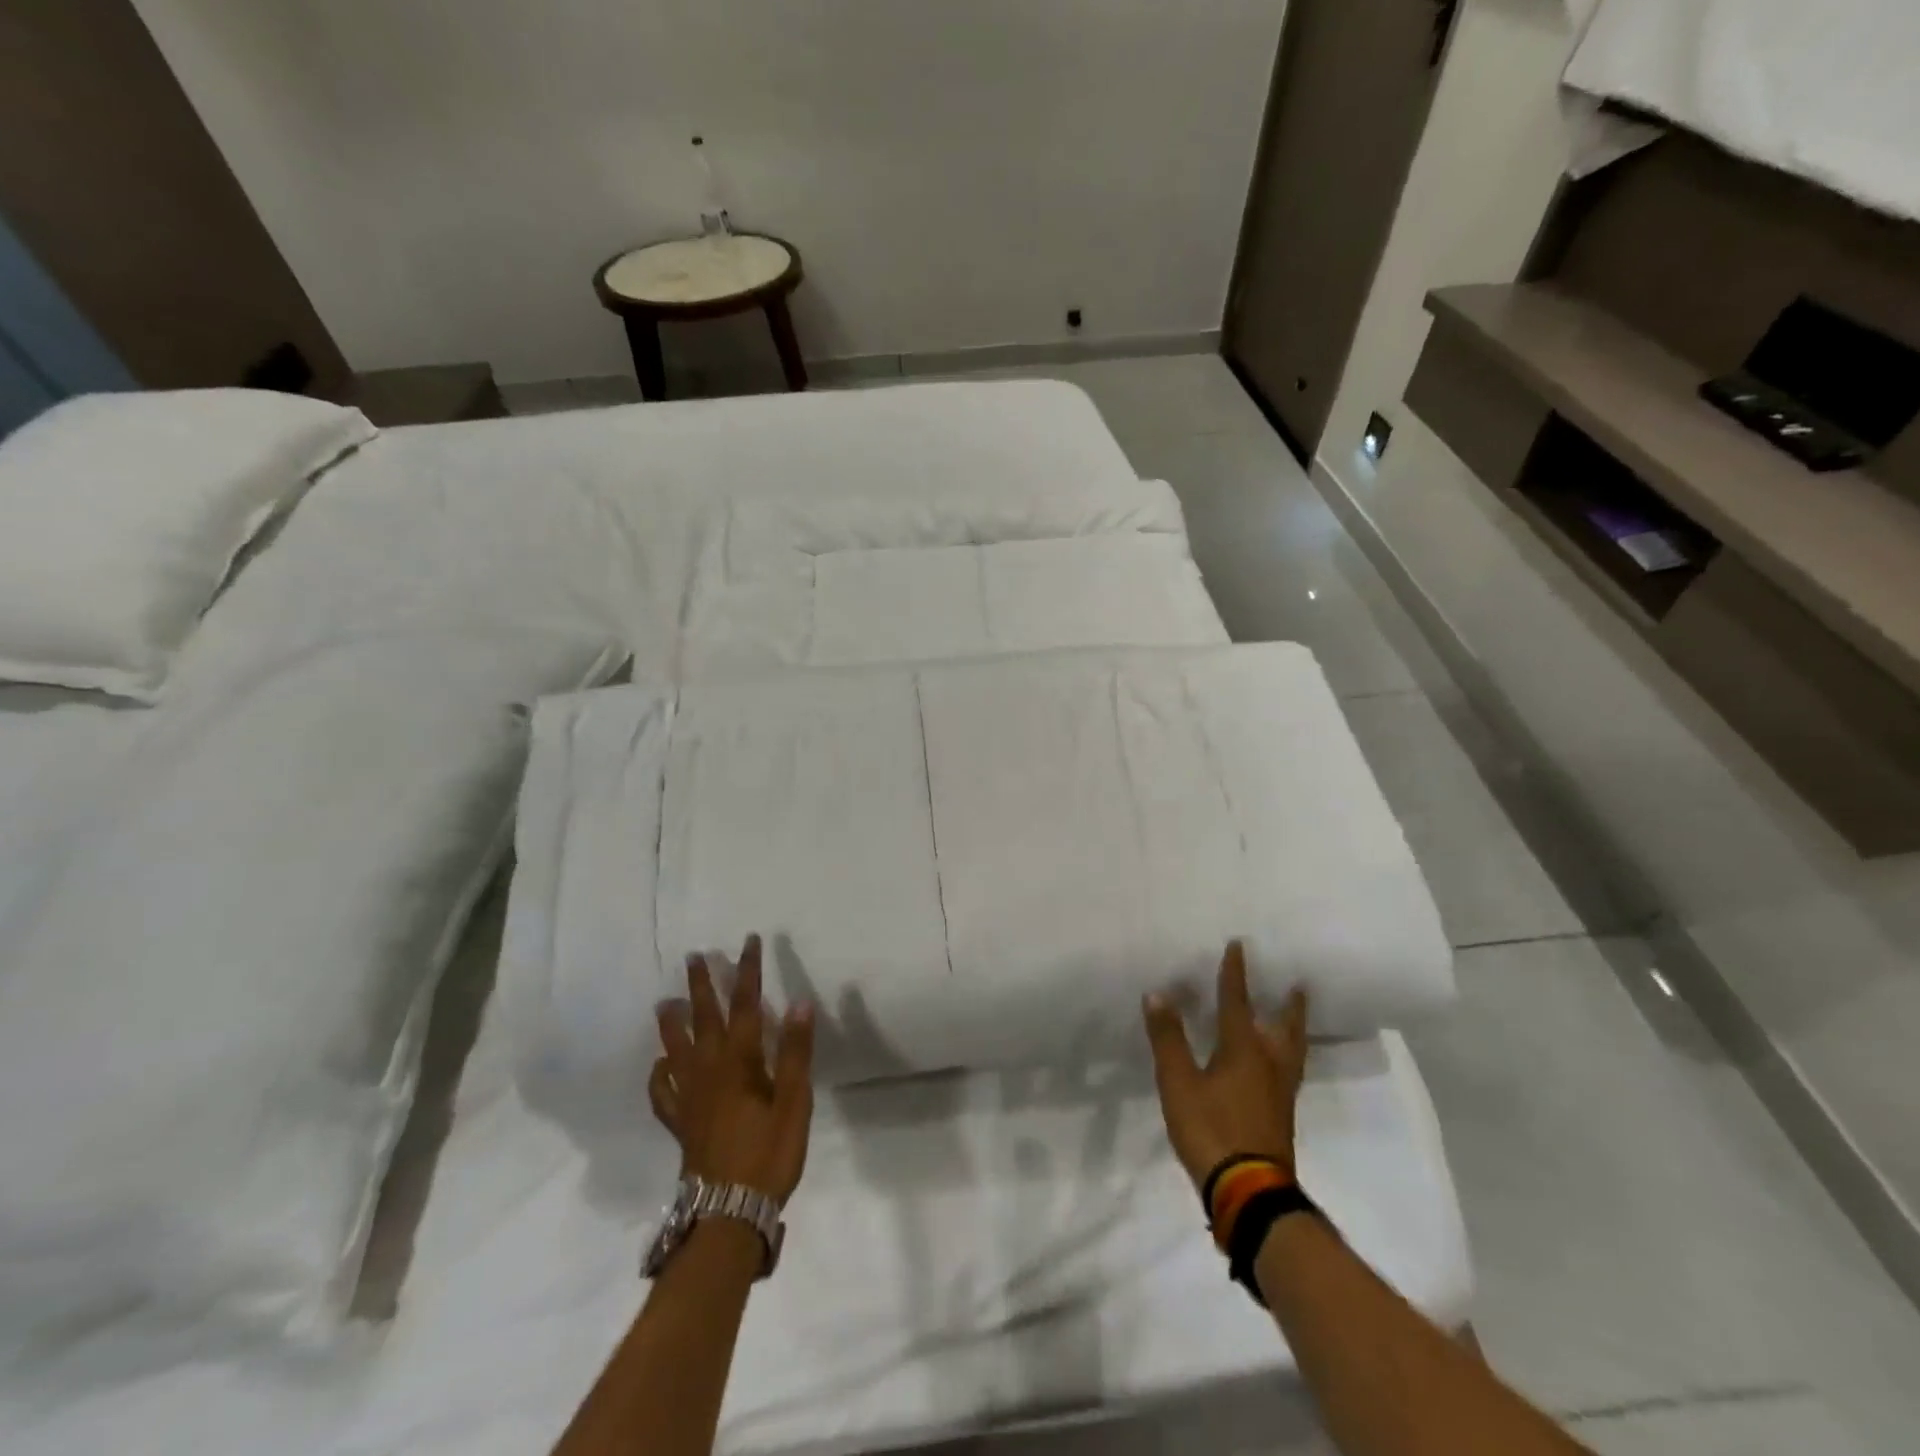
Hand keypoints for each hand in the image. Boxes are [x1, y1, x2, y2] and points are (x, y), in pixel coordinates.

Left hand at [649, 935, 815, 1205]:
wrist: (728, 1213)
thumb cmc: (768, 1154)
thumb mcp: (794, 1102)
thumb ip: (794, 1051)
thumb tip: (798, 1001)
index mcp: (739, 1061)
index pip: (745, 1005)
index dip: (747, 971)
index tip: (749, 942)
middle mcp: (708, 1071)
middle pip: (703, 1019)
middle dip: (701, 986)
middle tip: (693, 958)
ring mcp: (689, 1098)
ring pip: (675, 1050)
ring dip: (672, 1023)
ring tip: (664, 1002)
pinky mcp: (680, 1123)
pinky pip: (662, 1093)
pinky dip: (658, 1076)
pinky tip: (658, 1068)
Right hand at [1142, 941, 1308, 1189]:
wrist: (1249, 1192)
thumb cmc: (1211, 1129)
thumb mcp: (1178, 1083)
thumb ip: (1168, 1038)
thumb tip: (1158, 994)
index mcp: (1243, 1050)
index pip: (1237, 1003)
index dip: (1235, 974)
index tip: (1239, 946)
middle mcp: (1268, 1065)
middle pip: (1283, 1028)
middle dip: (1288, 1005)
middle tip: (1299, 984)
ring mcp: (1279, 1093)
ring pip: (1292, 1052)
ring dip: (1293, 1030)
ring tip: (1295, 1018)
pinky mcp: (1280, 1116)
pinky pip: (1289, 1071)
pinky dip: (1287, 1055)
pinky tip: (1277, 1064)